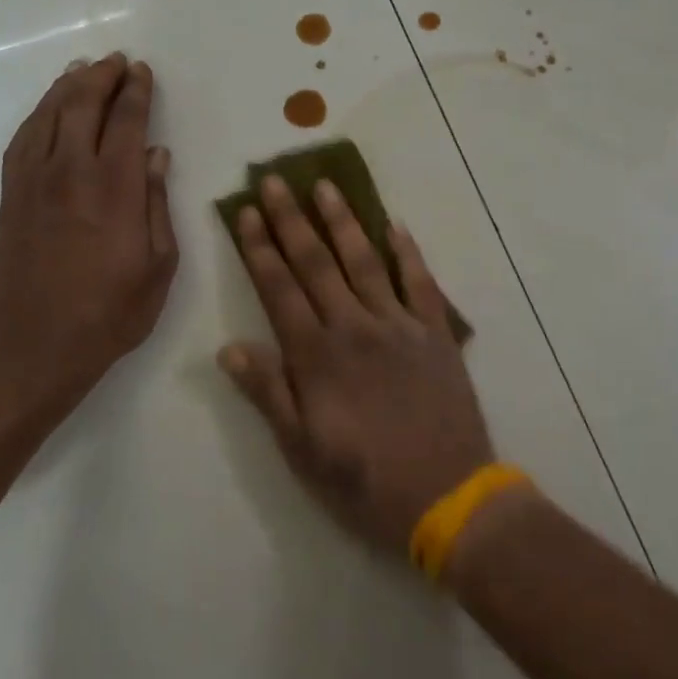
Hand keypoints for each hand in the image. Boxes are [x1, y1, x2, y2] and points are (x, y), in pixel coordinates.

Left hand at [0, 53, 178, 429]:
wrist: (34, 348)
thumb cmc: (110, 314)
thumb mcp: (158, 267)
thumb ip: (158, 205)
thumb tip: (157, 155)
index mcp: (116, 189)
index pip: (127, 122)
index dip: (136, 92)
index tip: (142, 72)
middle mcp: (71, 173)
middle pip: (83, 106)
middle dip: (102, 77)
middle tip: (117, 62)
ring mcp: (33, 182)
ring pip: (48, 116)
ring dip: (67, 87)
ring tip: (83, 70)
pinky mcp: (10, 197)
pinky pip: (22, 140)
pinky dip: (37, 115)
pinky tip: (48, 110)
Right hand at [219, 175, 493, 553]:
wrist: (448, 497)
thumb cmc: (365, 481)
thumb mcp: (302, 450)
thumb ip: (268, 393)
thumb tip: (229, 347)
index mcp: (317, 356)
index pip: (279, 289)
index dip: (259, 249)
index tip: (246, 213)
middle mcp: (354, 328)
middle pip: (316, 264)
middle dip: (291, 220)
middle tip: (275, 181)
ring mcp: (399, 326)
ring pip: (364, 262)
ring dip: (343, 221)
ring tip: (325, 186)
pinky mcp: (435, 334)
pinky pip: (420, 283)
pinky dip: (407, 253)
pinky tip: (394, 225)